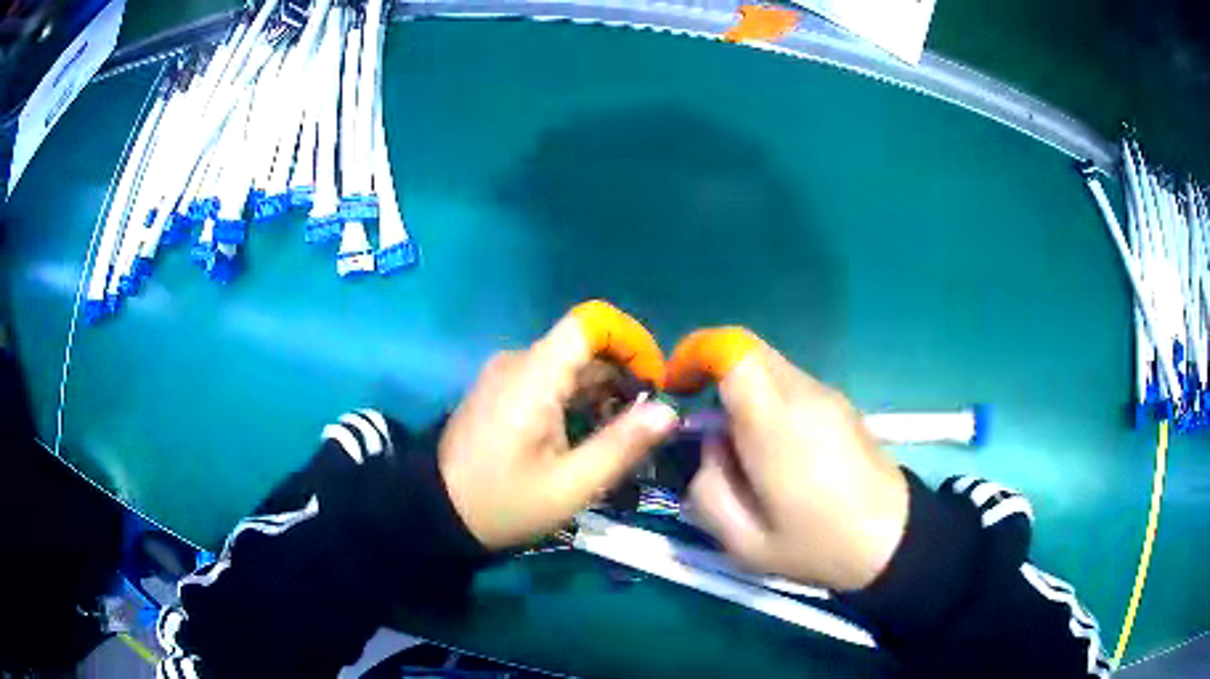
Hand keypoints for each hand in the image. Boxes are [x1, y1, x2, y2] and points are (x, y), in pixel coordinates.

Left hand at [439, 313, 679, 549]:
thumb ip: (621, 445)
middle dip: (622, 378)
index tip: (654, 382)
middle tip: (644, 424)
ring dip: (600, 393)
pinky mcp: (499, 390)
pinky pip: (547, 380)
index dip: (629, 342)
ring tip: (619, 437)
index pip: (590, 324)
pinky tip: (585, 436)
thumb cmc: (504, 502)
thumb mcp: (570, 485)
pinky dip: (575, 400)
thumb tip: (669, 412)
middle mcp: (518, 362)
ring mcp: (505, 375)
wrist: (436, 512)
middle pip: (583, 348)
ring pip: (567, 366)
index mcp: (534, 376)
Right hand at [687, 341, 909, 590]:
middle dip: (714, 373)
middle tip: (701, 421)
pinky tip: (775, 451)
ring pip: (769, 366)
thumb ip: (707, 489)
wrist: (891, 539)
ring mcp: (827, 395)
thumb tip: (711, 445)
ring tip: (741, 449)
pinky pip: (791, 384)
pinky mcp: (840, 403)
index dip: (698, 353)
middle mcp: (804, 394)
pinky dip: (768, 401)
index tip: (677, 385)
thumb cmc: (817, 545)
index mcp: (776, 424)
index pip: (734, 351)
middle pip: (749, 351)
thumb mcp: (743, 543)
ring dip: (742, 391)